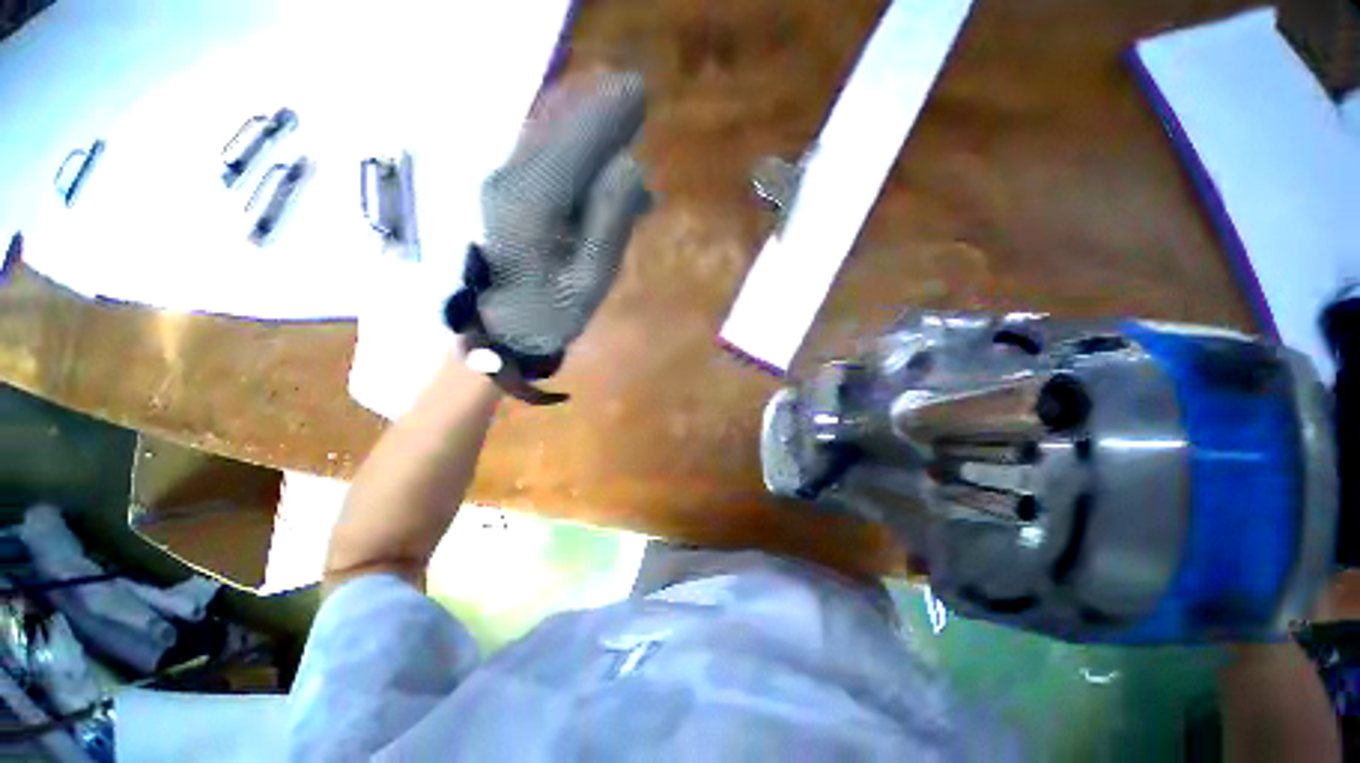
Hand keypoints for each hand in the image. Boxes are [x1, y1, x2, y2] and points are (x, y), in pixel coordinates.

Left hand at [460, 72, 649, 365]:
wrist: (503, 329)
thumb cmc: (551, 313)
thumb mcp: (592, 279)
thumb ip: (610, 223)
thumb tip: (631, 167)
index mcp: (534, 204)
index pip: (576, 142)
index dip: (608, 114)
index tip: (639, 91)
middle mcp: (512, 180)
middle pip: (557, 126)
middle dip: (597, 108)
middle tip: (634, 96)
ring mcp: (504, 182)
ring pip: (546, 134)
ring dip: (583, 121)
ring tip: (620, 120)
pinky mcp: (505, 191)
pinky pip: (542, 153)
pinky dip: (571, 144)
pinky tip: (597, 157)